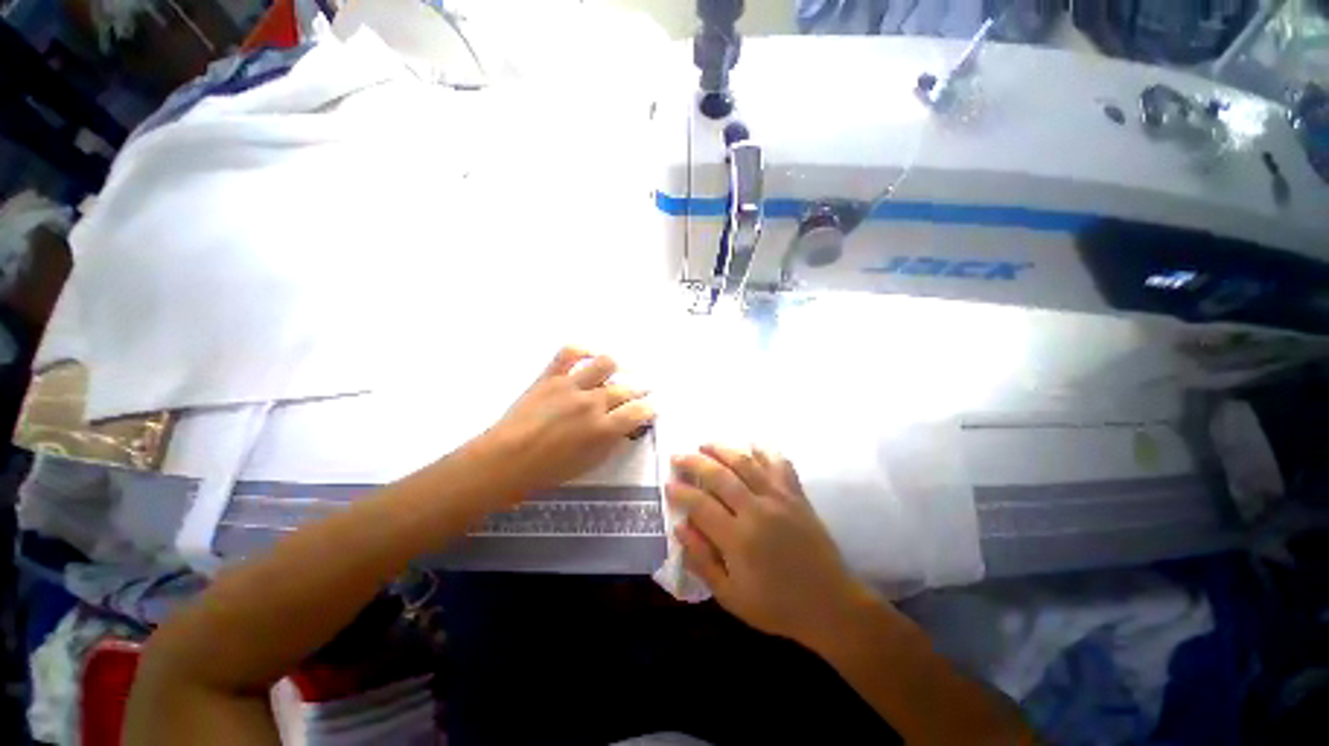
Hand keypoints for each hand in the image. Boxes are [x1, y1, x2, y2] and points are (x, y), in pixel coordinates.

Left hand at [473, 347, 655, 503]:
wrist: (506, 460)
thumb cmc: (549, 470)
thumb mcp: (589, 463)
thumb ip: (611, 442)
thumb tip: (624, 426)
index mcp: (603, 429)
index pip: (638, 412)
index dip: (649, 409)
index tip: (652, 407)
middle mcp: (592, 402)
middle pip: (626, 389)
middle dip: (639, 390)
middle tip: (642, 391)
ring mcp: (571, 386)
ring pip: (605, 364)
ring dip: (617, 369)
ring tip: (617, 374)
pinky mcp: (551, 376)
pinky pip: (570, 353)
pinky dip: (583, 350)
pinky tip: (590, 355)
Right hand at [666, 444, 867, 645]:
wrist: (830, 604)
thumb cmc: (777, 605)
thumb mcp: (731, 597)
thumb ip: (702, 561)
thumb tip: (680, 528)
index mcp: (738, 538)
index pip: (700, 505)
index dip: (681, 492)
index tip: (668, 484)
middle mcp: (757, 510)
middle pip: (719, 475)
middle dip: (694, 462)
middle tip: (678, 457)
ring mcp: (779, 498)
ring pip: (746, 462)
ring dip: (722, 449)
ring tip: (705, 444)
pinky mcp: (797, 495)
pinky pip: (780, 464)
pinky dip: (765, 450)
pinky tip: (752, 444)